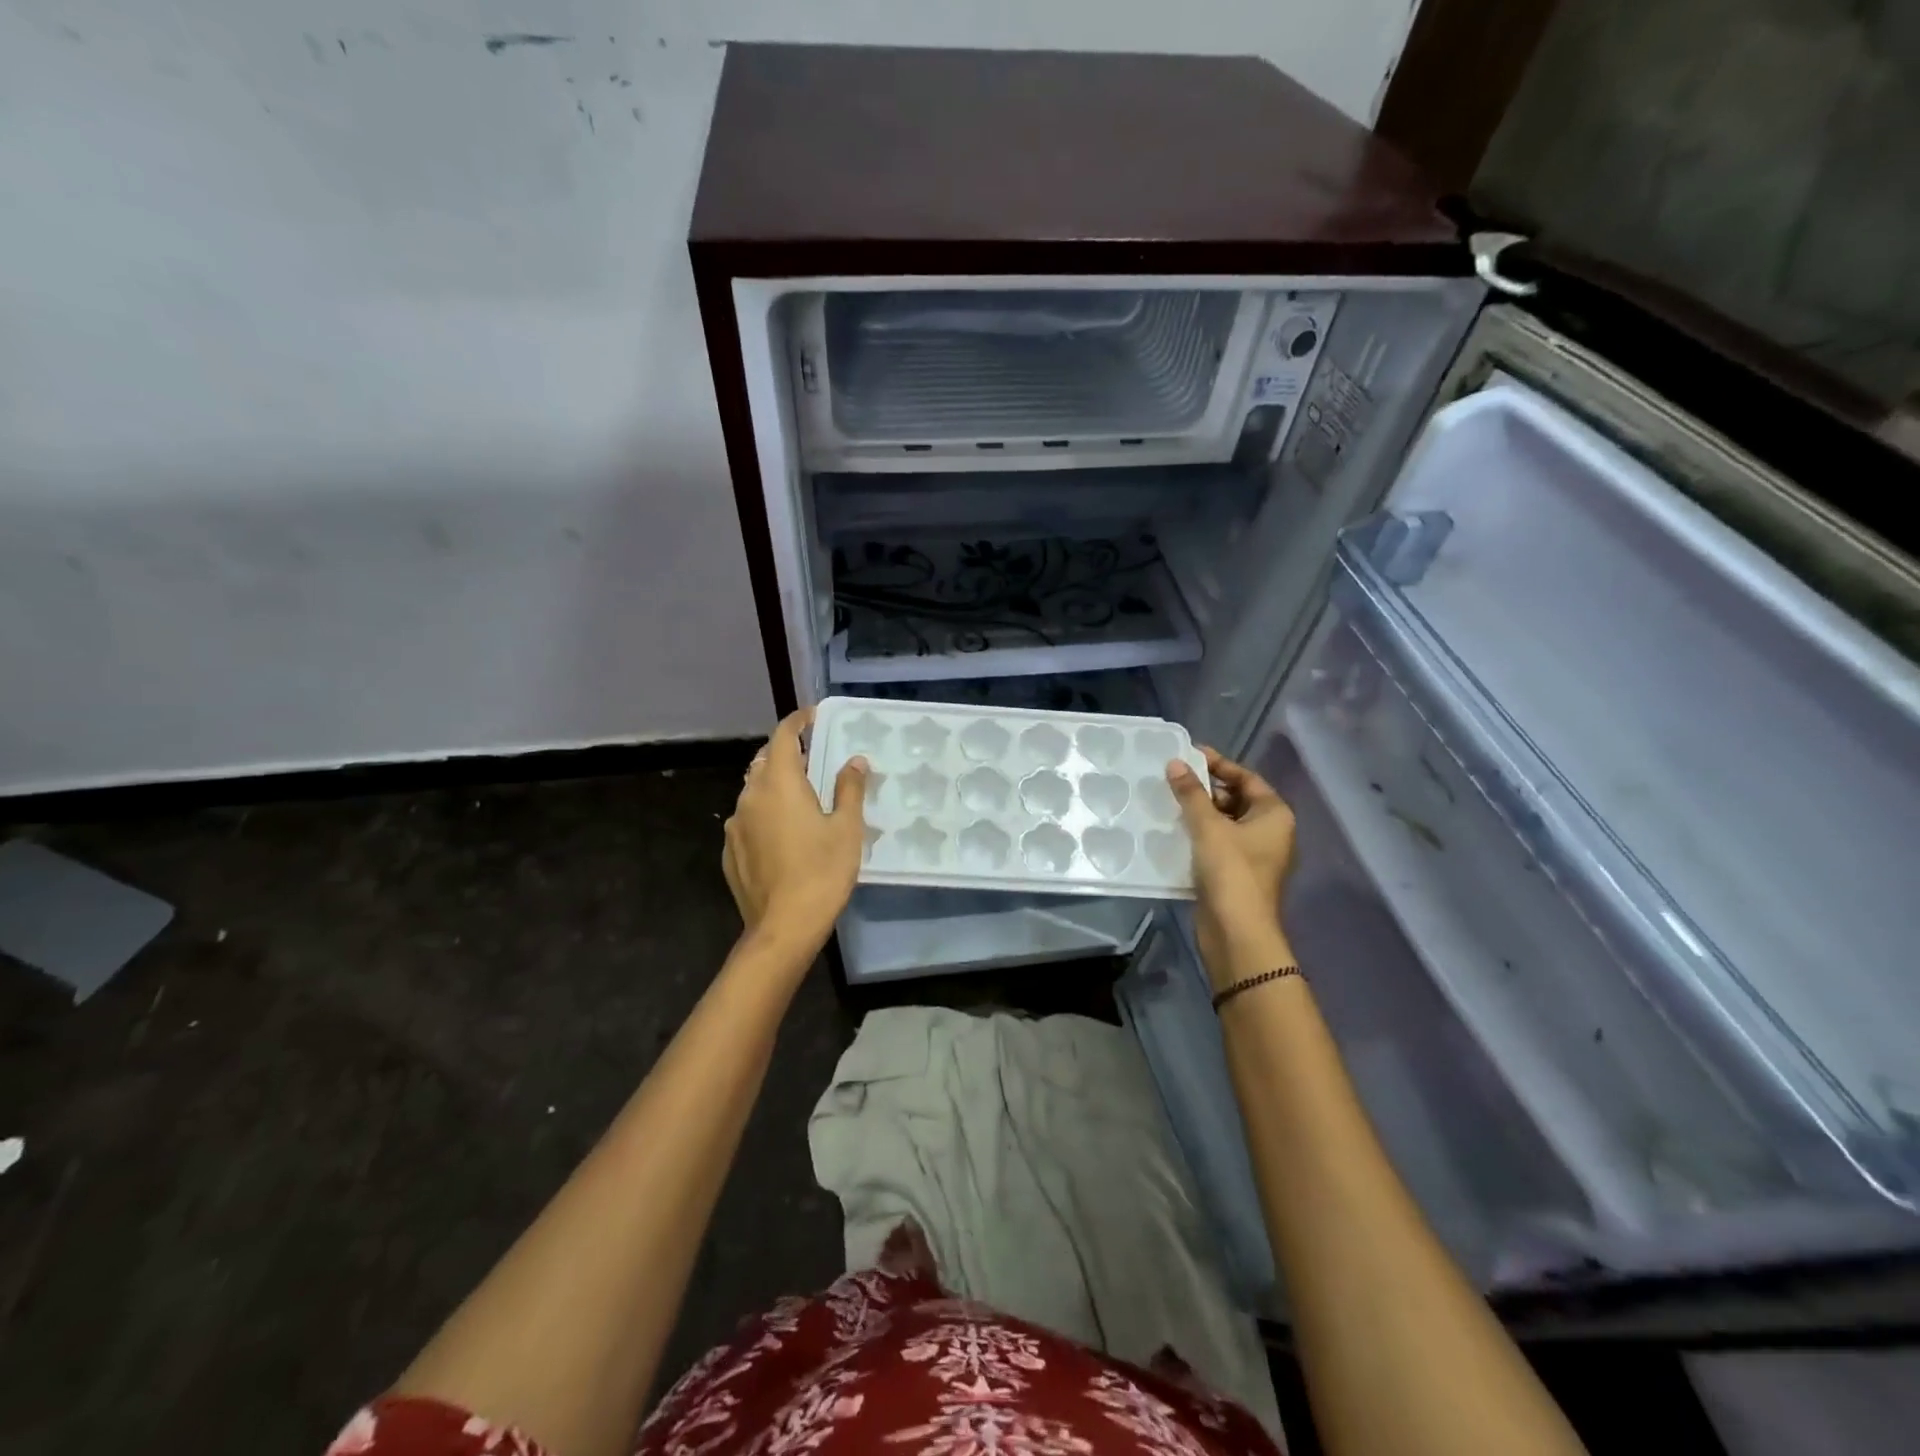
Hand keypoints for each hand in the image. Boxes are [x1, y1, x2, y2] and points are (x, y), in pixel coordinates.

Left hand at [722, 709, 868, 949]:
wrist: (783, 927)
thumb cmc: (822, 872)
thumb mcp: (846, 828)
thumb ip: (849, 789)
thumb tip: (854, 761)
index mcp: (780, 783)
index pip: (784, 736)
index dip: (798, 722)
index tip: (813, 717)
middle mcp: (750, 796)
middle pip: (765, 761)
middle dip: (786, 753)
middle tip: (813, 760)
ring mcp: (735, 825)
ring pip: (753, 790)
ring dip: (774, 785)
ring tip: (800, 798)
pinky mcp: (730, 851)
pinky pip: (747, 819)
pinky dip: (764, 814)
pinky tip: (783, 835)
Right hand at [1166, 748, 1297, 986]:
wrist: (1237, 932)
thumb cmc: (1231, 872)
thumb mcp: (1208, 826)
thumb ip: (1191, 793)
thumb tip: (1175, 763)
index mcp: (1274, 814)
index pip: (1247, 778)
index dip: (1219, 764)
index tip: (1189, 754)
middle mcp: (1270, 831)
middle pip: (1236, 798)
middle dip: (1206, 788)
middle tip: (1173, 777)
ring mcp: (1254, 854)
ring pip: (1225, 822)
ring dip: (1199, 811)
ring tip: (1168, 799)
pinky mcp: (1236, 873)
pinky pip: (1217, 843)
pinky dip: (1199, 834)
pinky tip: (1173, 829)